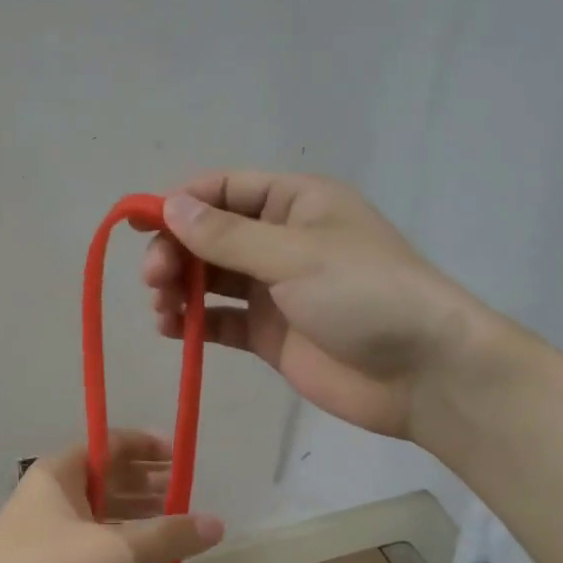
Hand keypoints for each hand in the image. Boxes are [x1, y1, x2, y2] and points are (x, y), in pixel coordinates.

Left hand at [0, 431, 224, 562]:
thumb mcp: (111, 550)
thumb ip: (164, 536)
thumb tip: (217, 524)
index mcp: (62, 471)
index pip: (111, 443)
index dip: (147, 446)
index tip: (182, 457)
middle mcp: (53, 490)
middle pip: (107, 475)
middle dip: (147, 481)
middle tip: (186, 494)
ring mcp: (47, 525)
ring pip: (100, 508)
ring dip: (136, 511)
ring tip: (175, 522)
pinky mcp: (45, 558)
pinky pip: (91, 536)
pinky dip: (118, 538)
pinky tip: (142, 553)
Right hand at [142, 172, 494, 441]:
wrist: (421, 373)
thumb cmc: (364, 295)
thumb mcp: (294, 255)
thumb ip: (227, 235)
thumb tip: (170, 206)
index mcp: (295, 204)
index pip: (225, 189)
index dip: (181, 202)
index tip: (142, 224)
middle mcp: (280, 242)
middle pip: (210, 236)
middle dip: (176, 252)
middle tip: (154, 278)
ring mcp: (274, 291)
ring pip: (211, 278)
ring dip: (179, 287)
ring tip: (161, 306)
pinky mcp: (269, 335)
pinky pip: (220, 321)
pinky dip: (193, 322)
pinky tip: (171, 329)